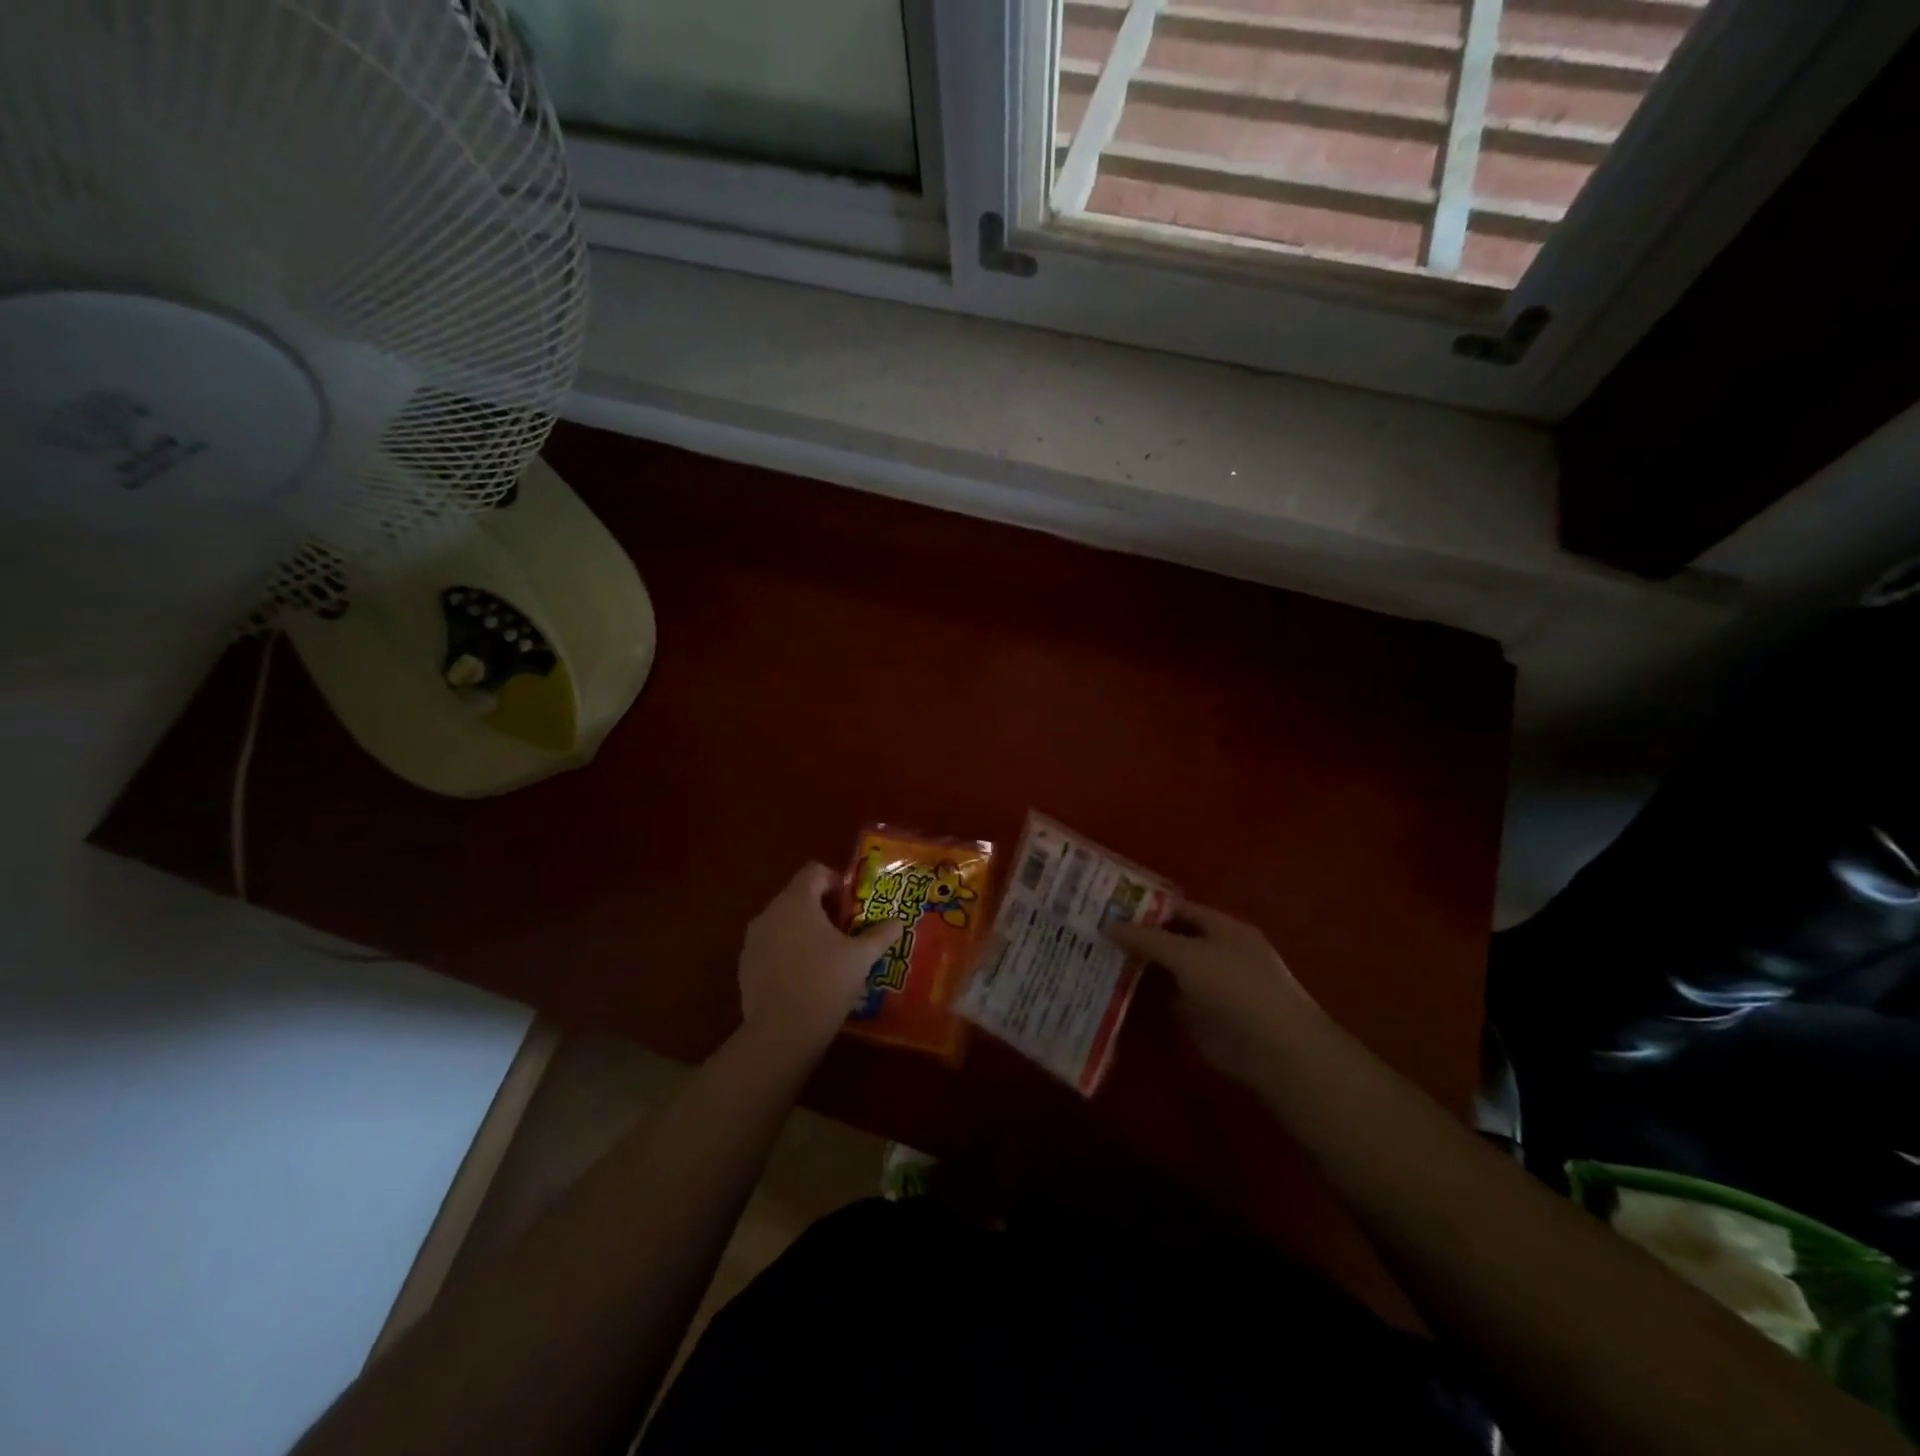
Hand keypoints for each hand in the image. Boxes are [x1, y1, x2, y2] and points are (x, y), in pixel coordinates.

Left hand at [738, 863, 902, 1056]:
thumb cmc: (826, 983)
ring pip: (782, 922)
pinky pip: (770, 946)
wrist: (781, 1032)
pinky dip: (787, 952)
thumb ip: (880, 935)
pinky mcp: (745, 965)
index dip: (835, 882)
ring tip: (826, 956)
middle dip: (821, 909)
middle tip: (845, 932)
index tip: (850, 906)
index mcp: (797, 901)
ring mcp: (753, 940)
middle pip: (797, 896)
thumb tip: (898, 922)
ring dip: (803, 930)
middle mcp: (770, 912)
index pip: (814, 872)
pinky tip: (804, 977)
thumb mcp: (861, 958)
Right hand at [1106, 905, 1317, 1085]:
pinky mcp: (1201, 1019)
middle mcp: (1216, 953)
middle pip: (1171, 940)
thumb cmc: (1235, 987)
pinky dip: (1145, 999)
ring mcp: (1209, 987)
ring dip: (1138, 968)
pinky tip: (1112, 992)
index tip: (1107, 905)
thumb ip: (1147, 940)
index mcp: (1222, 928)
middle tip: (1093, 931)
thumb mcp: (1187, 955)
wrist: (1274, 1050)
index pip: (1178, 909)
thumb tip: (1108, 924)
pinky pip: (1166, 1001)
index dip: (1145, 906)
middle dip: (1137, 937)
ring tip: (1094, 958)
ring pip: (1167, 971)